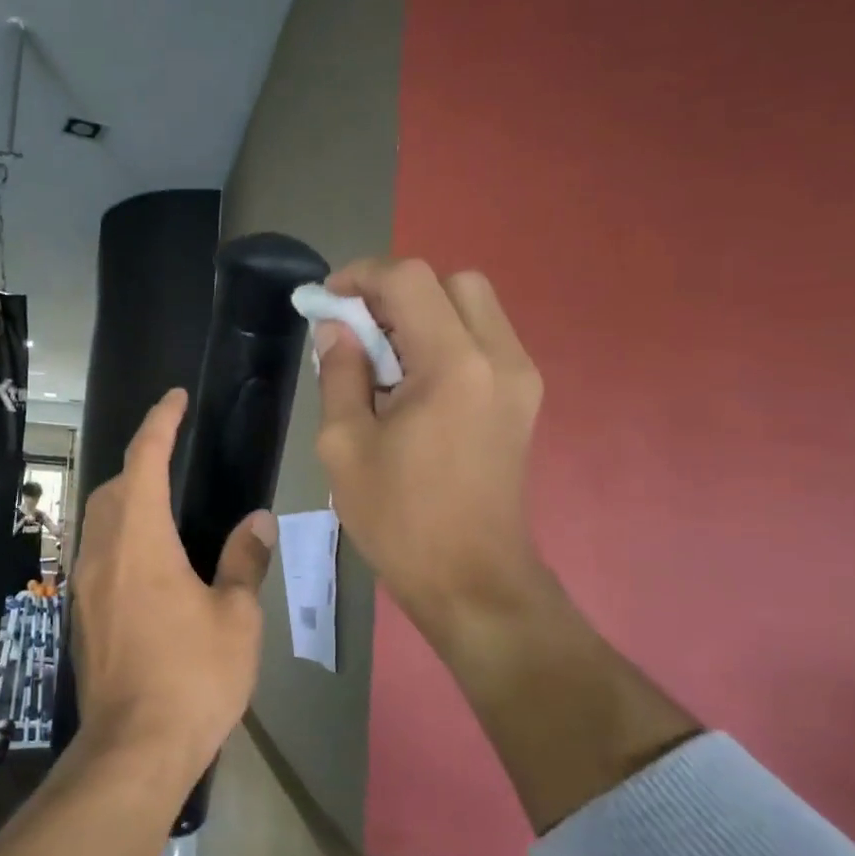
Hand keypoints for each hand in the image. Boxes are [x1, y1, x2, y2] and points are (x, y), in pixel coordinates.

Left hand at [69, 388, 274, 774]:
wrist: (133, 748)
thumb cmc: (193, 677)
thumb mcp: (236, 617)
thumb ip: (243, 560)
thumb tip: (256, 521)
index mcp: (141, 540)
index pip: (144, 460)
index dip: (159, 422)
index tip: (175, 398)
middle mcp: (103, 551)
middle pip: (114, 485)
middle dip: (141, 459)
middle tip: (175, 454)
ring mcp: (84, 583)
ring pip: (98, 518)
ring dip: (126, 496)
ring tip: (162, 501)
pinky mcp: (81, 612)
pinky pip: (96, 551)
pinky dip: (118, 533)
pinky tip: (145, 558)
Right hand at [314, 259, 553, 653]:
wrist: (472, 579)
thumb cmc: (399, 518)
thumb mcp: (345, 445)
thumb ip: (339, 374)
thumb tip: (336, 330)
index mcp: (453, 366)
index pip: (411, 280)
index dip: (363, 276)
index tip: (329, 300)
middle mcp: (499, 358)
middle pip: (453, 281)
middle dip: (399, 292)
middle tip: (361, 330)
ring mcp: (521, 379)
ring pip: (474, 307)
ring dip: (425, 315)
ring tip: (385, 360)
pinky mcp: (525, 400)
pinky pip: (485, 340)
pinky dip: (447, 339)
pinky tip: (416, 385)